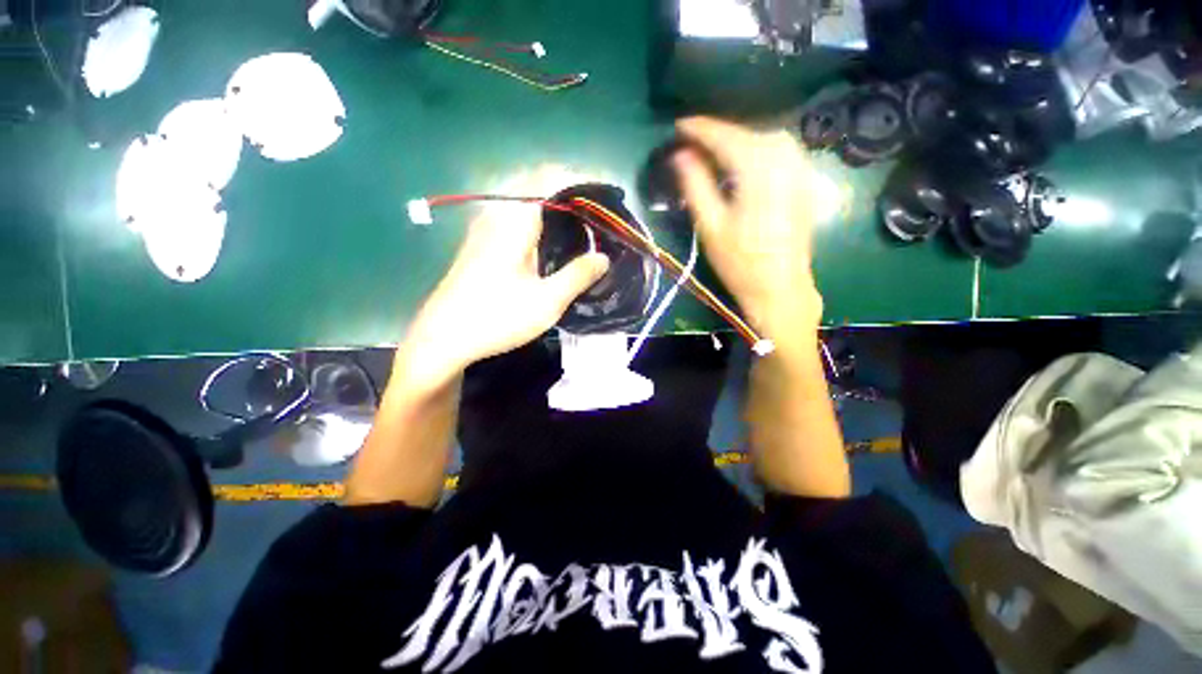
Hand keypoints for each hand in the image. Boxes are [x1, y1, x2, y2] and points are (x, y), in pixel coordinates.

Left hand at [397, 199, 608, 390]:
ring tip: (578, 225)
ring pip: (523, 203)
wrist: (443, 338)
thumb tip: (603, 258)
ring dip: (551, 206)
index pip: (548, 178)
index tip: (603, 193)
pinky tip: (548, 243)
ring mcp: (484, 229)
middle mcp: (497, 216)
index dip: (578, 179)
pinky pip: (514, 218)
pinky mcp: (480, 244)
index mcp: (514, 222)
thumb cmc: (497, 317)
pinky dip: (537, 221)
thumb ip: (578, 276)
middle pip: (535, 186)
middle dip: (567, 191)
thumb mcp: (547, 302)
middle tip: (594, 213)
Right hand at [674, 117, 822, 344]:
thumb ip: (695, 186)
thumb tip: (680, 155)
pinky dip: (758, 150)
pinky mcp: (805, 183)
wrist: (780, 287)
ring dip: (740, 140)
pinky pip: (781, 152)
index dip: (700, 129)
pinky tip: (745, 162)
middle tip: (693, 142)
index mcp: (758, 171)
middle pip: (749, 133)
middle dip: (720, 133)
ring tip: (715, 151)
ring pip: (767, 139)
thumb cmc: (740, 262)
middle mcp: (785, 161)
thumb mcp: (710, 226)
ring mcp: (800, 170)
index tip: (679, 125)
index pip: (726, 137)